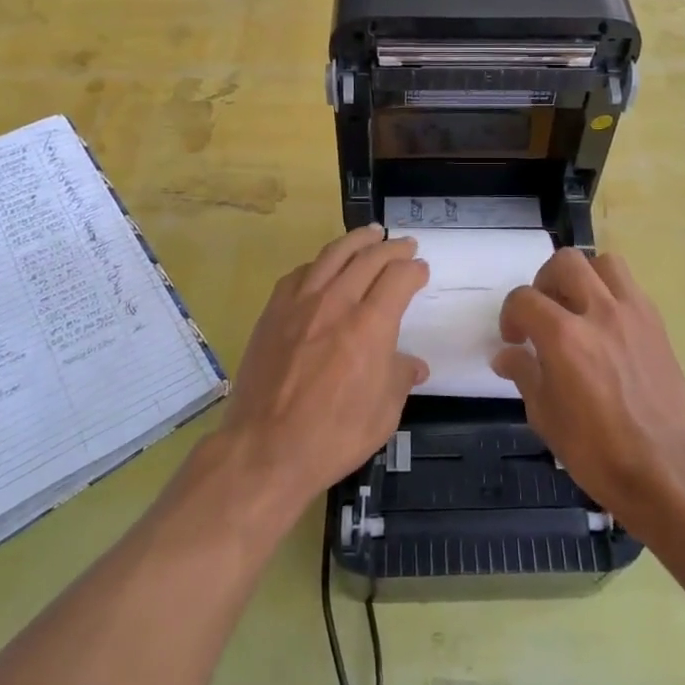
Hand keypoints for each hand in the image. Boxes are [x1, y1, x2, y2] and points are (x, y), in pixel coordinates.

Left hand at [222, 225, 428, 510]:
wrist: (264, 450)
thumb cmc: (332, 436)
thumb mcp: (383, 414)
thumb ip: (400, 378)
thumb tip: (412, 364)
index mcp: (370, 326)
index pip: (399, 277)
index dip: (414, 270)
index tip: (421, 271)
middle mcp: (336, 303)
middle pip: (368, 257)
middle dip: (392, 248)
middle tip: (404, 245)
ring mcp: (300, 303)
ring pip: (333, 255)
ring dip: (356, 241)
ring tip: (370, 234)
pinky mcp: (273, 312)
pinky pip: (300, 273)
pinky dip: (320, 263)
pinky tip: (324, 267)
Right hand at [492, 248, 684, 523]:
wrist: (663, 468)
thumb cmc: (595, 449)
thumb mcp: (545, 415)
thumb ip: (524, 373)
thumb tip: (506, 355)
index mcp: (563, 337)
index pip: (524, 299)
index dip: (511, 315)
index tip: (514, 339)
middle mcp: (599, 313)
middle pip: (566, 263)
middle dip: (545, 281)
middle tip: (544, 311)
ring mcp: (633, 315)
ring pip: (604, 263)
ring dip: (584, 277)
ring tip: (578, 307)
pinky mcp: (656, 324)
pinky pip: (630, 288)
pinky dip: (611, 295)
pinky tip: (606, 327)